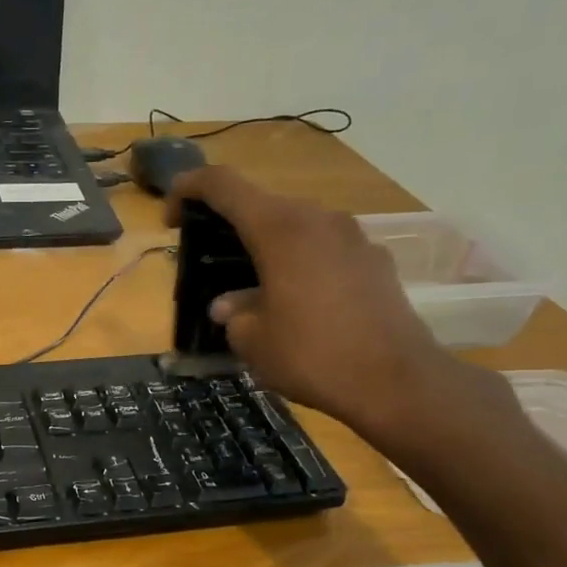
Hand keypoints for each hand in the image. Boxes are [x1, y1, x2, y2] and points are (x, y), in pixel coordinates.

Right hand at [166, 167, 483, 446]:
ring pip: (296, 227)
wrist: (395, 381)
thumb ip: (234, 313)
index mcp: (280, 228)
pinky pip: (324, 249)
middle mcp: (318, 219)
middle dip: (229, 225)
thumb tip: (228, 306)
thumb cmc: (311, 355)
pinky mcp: (375, 261)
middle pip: (262, 205)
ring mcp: (353, 237)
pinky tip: (296, 303)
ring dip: (266, 247)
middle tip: (209, 259)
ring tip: (251, 287)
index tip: (170, 216)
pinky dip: (300, 264)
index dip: (188, 189)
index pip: (224, 185)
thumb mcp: (253, 340)